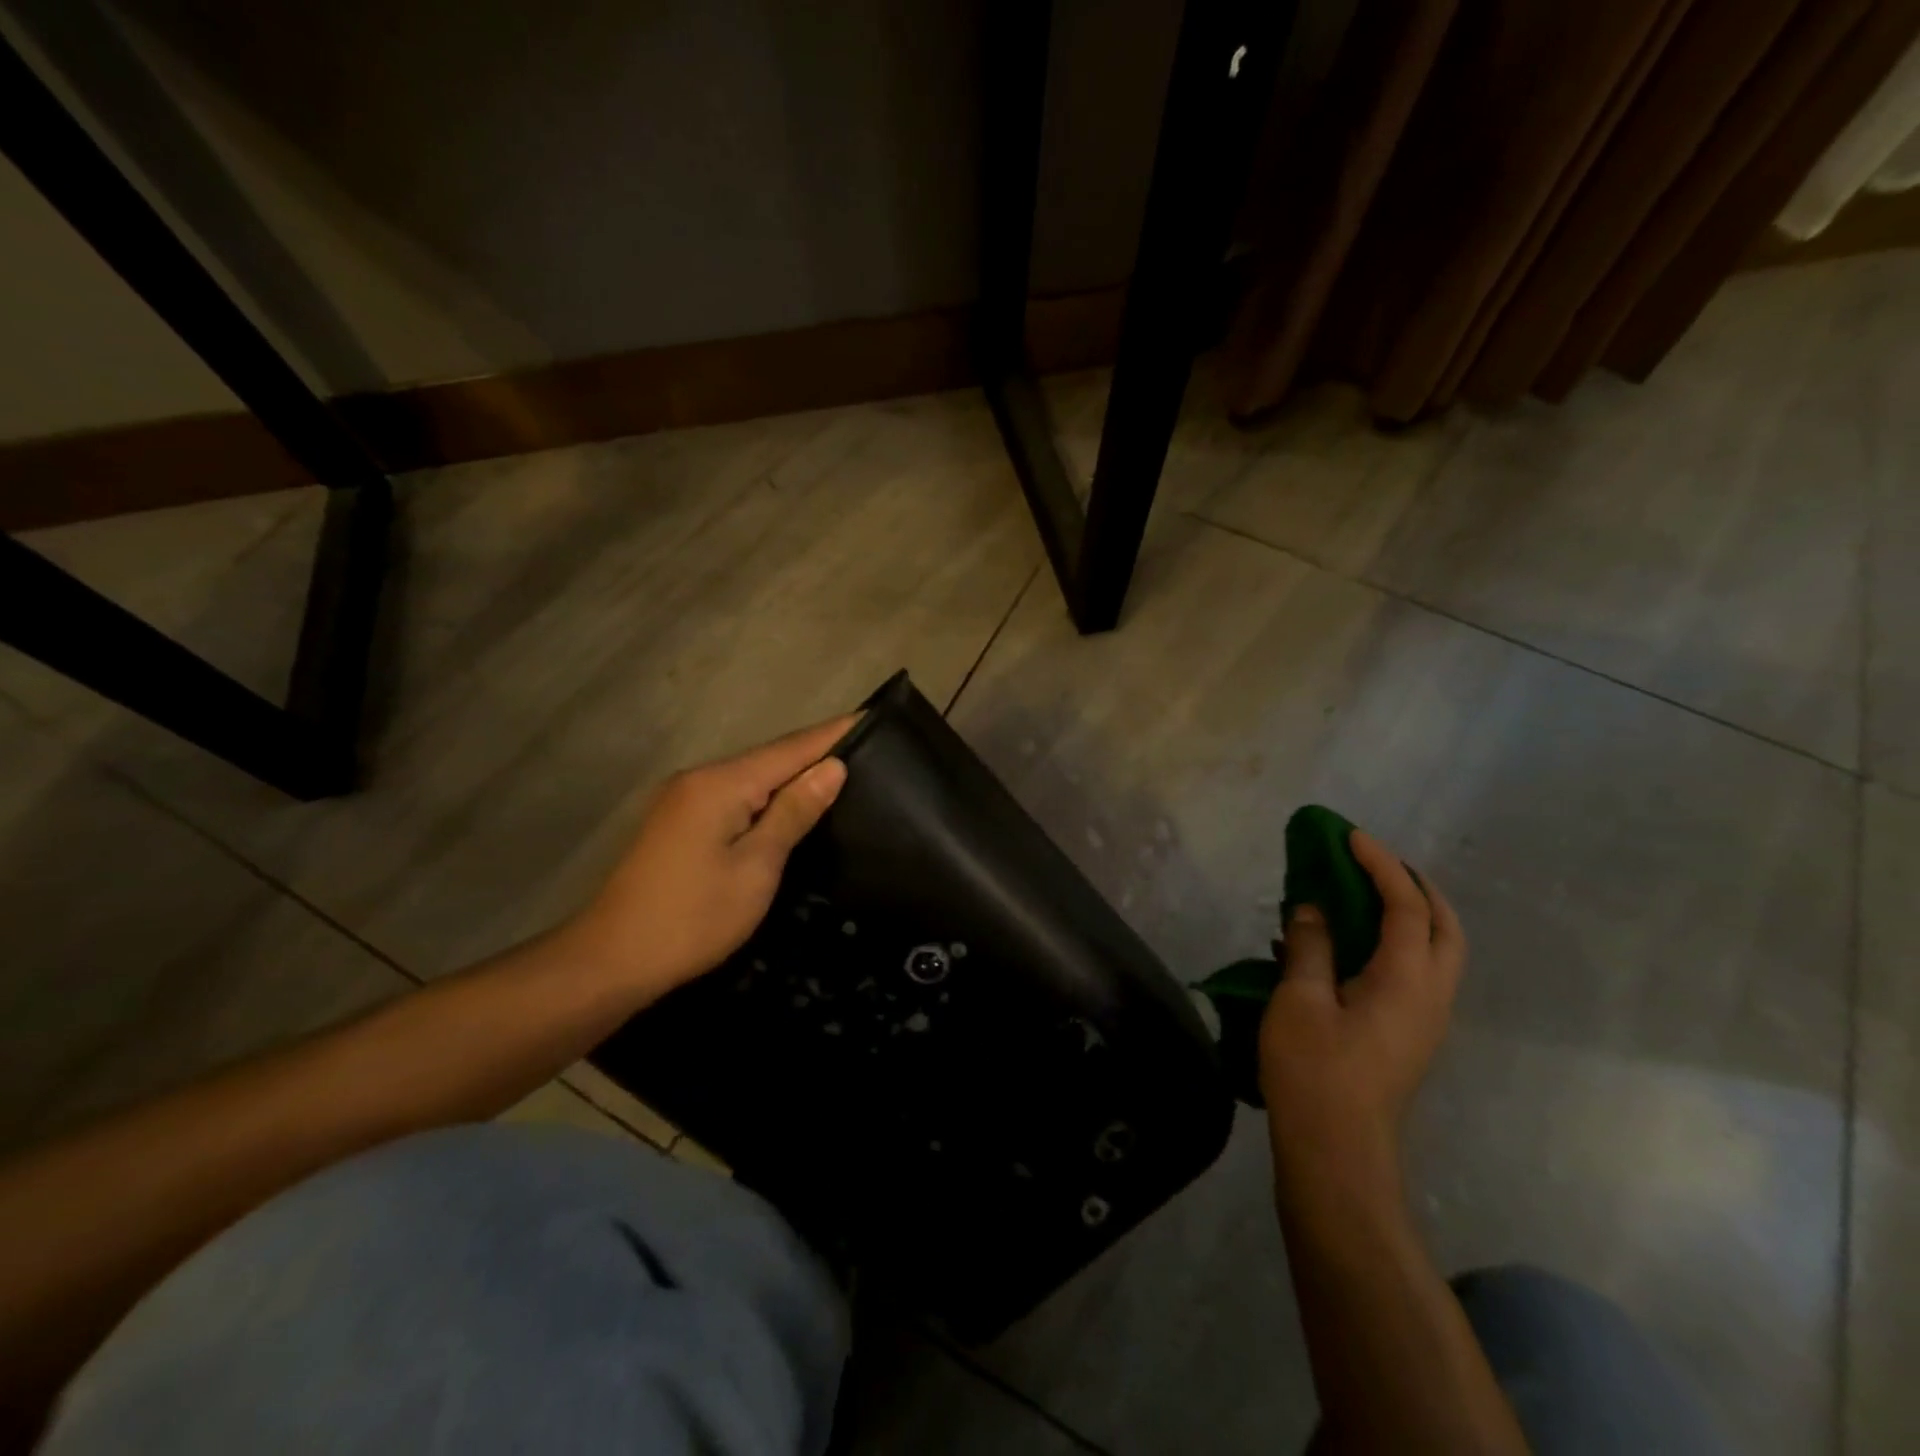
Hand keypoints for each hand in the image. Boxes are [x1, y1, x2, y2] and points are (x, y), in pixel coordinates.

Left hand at [563, 715, 855, 1000]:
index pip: (790, 748)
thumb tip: (832, 767)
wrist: (612, 960)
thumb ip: (793, 812)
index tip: (872, 717)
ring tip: (840, 773)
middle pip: (769, 758)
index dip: (832, 734)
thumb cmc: (693, 917)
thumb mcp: (756, 866)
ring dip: (792, 774)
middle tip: (867, 750)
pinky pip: (734, 795)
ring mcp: (683, 799)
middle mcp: (699, 779)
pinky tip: (790, 804)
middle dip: (816, 752)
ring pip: (751, 777)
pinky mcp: (678, 822)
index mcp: (720, 784)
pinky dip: (767, 795)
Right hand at [1258, 830, 1464, 1201]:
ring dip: (1407, 913)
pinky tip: (1343, 944)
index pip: (1406, 906)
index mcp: (1408, 981)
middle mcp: (1431, 996)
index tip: (1350, 836)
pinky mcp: (1407, 1035)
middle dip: (1414, 886)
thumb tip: (1313, 909)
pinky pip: (1412, 972)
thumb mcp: (1301, 999)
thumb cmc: (1315, 1070)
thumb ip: (1311, 946)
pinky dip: (1390, 942)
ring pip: (1434, 951)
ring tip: (1361, 893)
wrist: (1336, 1150)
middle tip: (1373, 862)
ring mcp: (1424, 1019)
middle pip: (1443, 926)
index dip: (1381, 865)